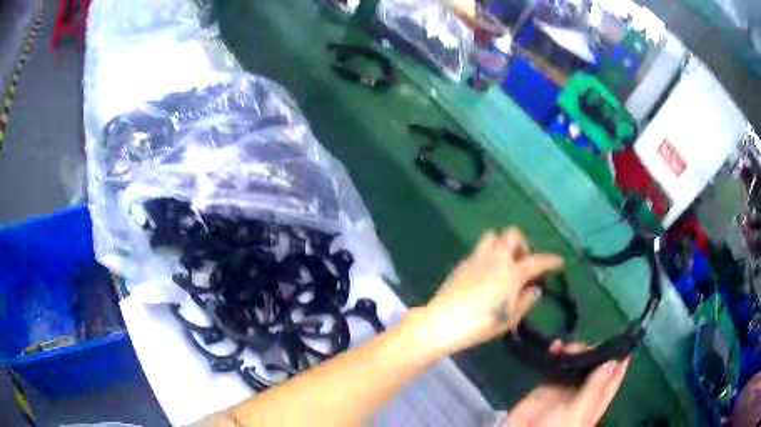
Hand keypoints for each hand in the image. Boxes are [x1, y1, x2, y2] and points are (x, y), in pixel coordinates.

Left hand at [419, 228, 562, 356]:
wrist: (444, 321)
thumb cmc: (482, 323)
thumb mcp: (510, 317)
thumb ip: (526, 301)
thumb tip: (534, 289)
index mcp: (512, 271)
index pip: (537, 261)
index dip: (551, 261)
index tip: (559, 262)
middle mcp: (496, 258)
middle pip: (512, 234)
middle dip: (522, 244)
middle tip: (522, 263)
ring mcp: (477, 258)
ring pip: (492, 236)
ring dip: (502, 245)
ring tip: (503, 265)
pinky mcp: (462, 264)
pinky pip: (478, 251)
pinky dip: (487, 257)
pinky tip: (485, 275)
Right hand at [506, 341, 629, 426]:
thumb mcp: (578, 412)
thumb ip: (593, 389)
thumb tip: (611, 362)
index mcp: (596, 399)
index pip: (614, 377)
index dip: (621, 358)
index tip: (626, 335)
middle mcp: (584, 390)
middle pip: (595, 364)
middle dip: (594, 350)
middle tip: (588, 342)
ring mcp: (566, 386)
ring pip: (577, 361)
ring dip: (575, 349)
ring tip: (568, 347)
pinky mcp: (548, 383)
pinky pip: (556, 363)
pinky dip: (557, 353)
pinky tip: (555, 346)